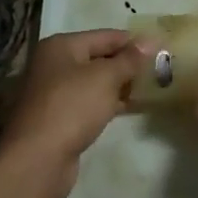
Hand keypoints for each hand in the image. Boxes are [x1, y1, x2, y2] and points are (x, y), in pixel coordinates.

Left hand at [0, 29, 146, 197]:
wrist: (37, 161)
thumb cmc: (71, 107)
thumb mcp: (105, 78)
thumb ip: (129, 59)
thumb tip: (151, 39)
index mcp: (61, 46)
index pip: (105, 36)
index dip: (133, 41)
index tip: (161, 47)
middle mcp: (54, 64)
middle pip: (98, 58)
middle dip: (127, 64)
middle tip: (159, 69)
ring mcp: (54, 93)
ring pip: (94, 82)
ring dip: (119, 85)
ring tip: (151, 88)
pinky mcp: (58, 119)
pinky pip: (89, 103)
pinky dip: (108, 103)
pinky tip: (130, 108)